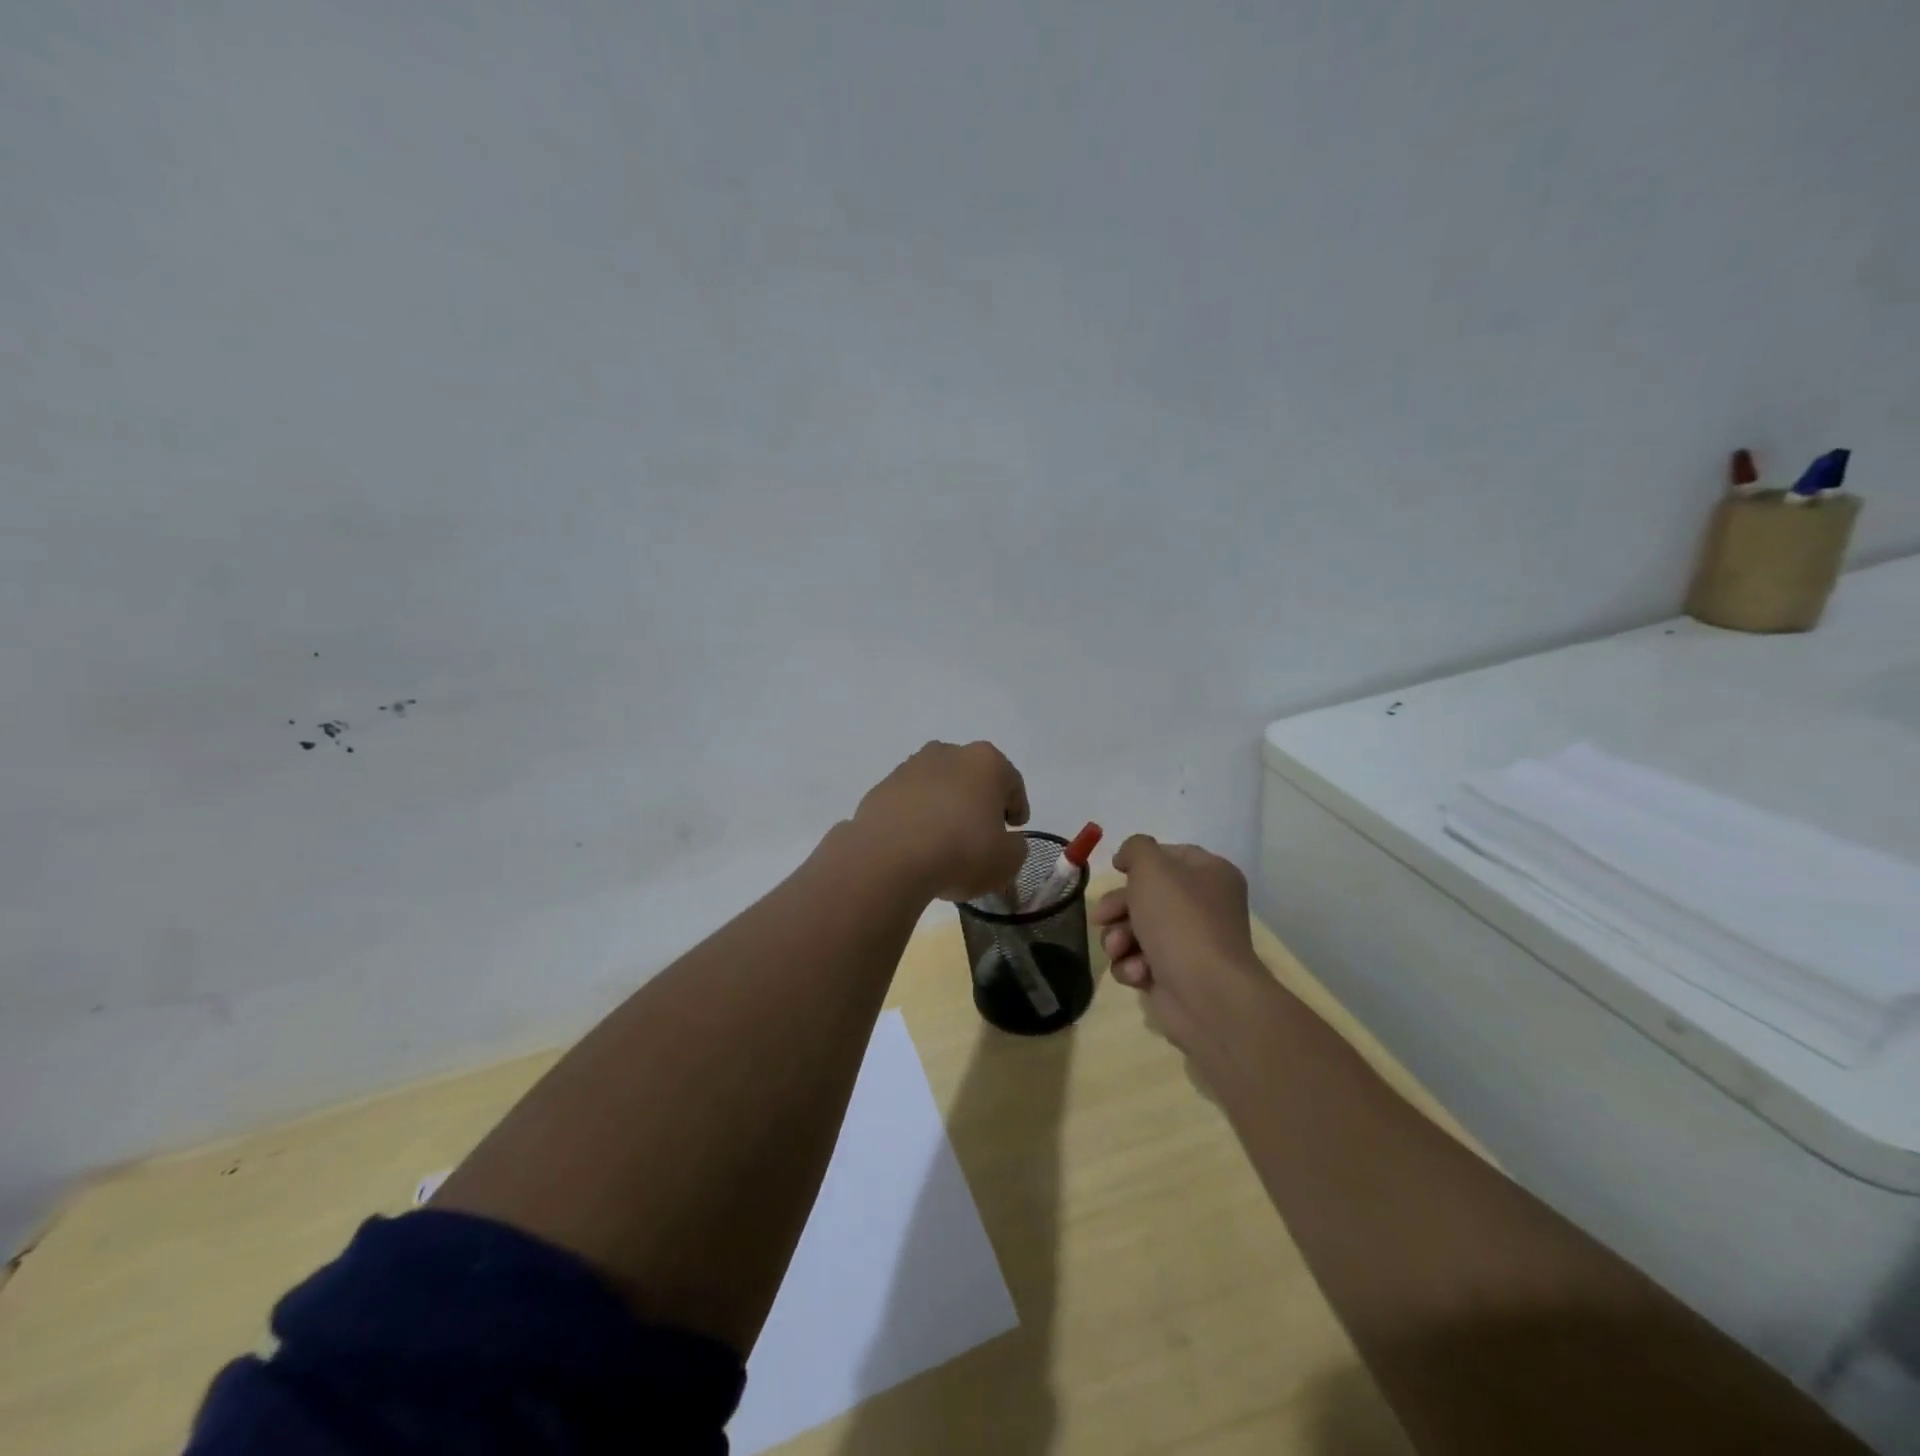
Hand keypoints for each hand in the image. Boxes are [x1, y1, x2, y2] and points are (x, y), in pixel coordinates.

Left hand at [852, 741, 1030, 902]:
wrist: (889, 858)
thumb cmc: (961, 851)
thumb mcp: (1007, 861)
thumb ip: (1015, 848)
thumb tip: (1006, 842)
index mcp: (986, 762)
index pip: (1011, 782)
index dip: (1017, 807)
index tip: (1015, 828)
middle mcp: (947, 753)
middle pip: (972, 778)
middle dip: (978, 801)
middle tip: (982, 833)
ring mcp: (909, 768)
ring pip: (938, 786)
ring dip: (945, 807)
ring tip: (945, 841)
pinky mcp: (881, 788)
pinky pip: (909, 803)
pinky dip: (916, 818)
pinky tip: (917, 844)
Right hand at [1092, 835, 1272, 1059]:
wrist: (1205, 993)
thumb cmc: (1179, 920)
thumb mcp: (1152, 867)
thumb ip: (1136, 848)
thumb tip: (1128, 857)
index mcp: (1210, 874)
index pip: (1170, 856)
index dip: (1139, 861)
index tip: (1116, 870)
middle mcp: (1204, 906)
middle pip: (1147, 895)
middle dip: (1118, 907)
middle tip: (1102, 917)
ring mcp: (1190, 943)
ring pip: (1137, 930)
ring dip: (1119, 938)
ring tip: (1118, 949)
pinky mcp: (1176, 976)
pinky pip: (1141, 961)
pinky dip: (1132, 965)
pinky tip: (1138, 973)